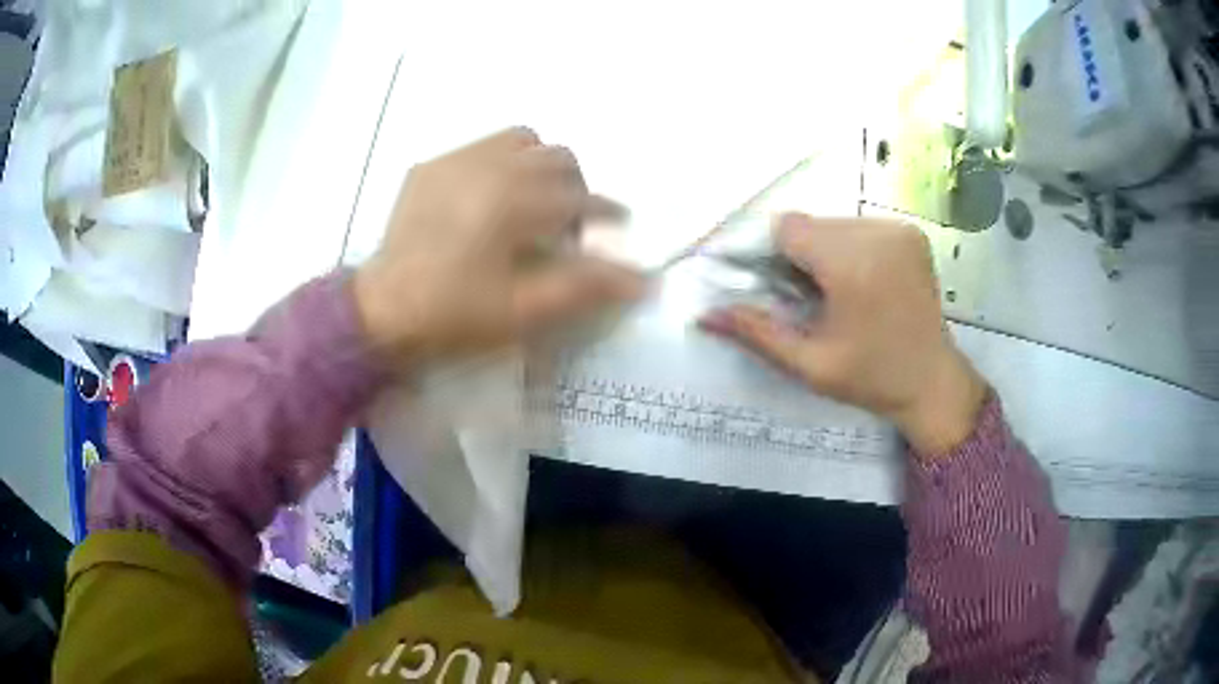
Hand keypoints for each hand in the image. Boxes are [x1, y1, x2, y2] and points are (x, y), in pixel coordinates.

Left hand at [353, 127, 642, 365]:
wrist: (381, 311)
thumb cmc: (453, 315)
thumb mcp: (522, 311)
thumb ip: (584, 288)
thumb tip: (644, 280)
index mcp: (512, 202)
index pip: (578, 197)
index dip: (605, 211)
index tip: (617, 221)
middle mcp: (487, 167)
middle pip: (555, 156)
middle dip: (574, 185)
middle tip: (568, 220)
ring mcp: (453, 161)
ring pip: (519, 139)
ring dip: (538, 163)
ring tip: (531, 198)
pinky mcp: (428, 167)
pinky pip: (479, 146)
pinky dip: (499, 163)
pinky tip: (487, 198)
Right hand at [700, 213, 986, 455]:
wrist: (933, 382)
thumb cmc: (871, 378)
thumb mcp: (809, 363)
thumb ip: (756, 332)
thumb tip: (703, 315)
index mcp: (852, 265)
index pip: (787, 229)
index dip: (771, 253)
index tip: (775, 287)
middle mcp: (877, 234)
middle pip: (810, 223)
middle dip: (798, 254)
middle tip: (806, 297)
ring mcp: (898, 230)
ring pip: (833, 222)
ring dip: (823, 250)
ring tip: (836, 292)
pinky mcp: (911, 232)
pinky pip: (860, 226)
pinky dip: (848, 247)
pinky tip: (860, 282)